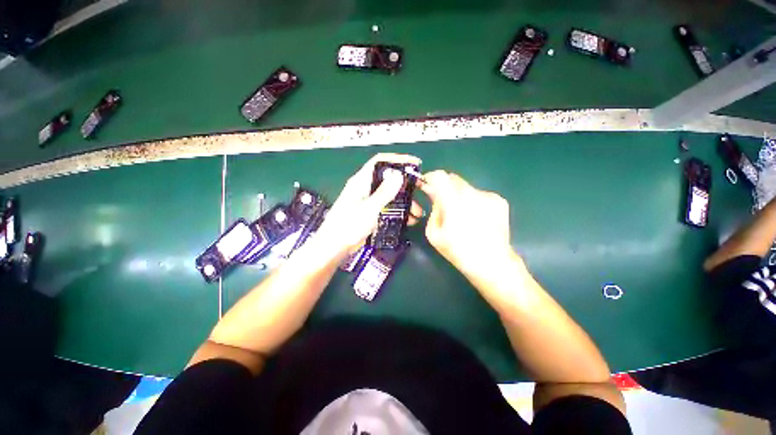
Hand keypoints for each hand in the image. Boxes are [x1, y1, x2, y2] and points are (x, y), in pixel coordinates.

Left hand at [316, 153, 423, 257]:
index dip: (398, 159)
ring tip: (417, 213)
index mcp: (361, 181)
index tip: (415, 164)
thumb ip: (384, 192)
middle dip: (405, 185)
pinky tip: (408, 220)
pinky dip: (398, 212)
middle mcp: (365, 188)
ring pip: (390, 196)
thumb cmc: (348, 225)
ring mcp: (368, 202)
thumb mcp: (369, 208)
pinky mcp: (370, 213)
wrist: (333, 248)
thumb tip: (399, 174)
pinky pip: (387, 208)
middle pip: (388, 179)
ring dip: (404, 202)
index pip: (380, 162)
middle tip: (420, 190)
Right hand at [420, 171, 514, 279]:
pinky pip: (479, 195)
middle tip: (442, 201)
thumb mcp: (434, 233)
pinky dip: (473, 201)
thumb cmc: (458, 251)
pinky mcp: (499, 201)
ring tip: (462, 215)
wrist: (492, 263)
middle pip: (453, 178)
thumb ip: (434, 209)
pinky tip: (476, 219)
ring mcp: (488, 196)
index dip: (430, 177)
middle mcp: (472, 193)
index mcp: (454, 201)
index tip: (426, 185)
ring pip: (466, 187)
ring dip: (459, 195)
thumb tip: (436, 196)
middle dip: (444, 187)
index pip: (440, 176)